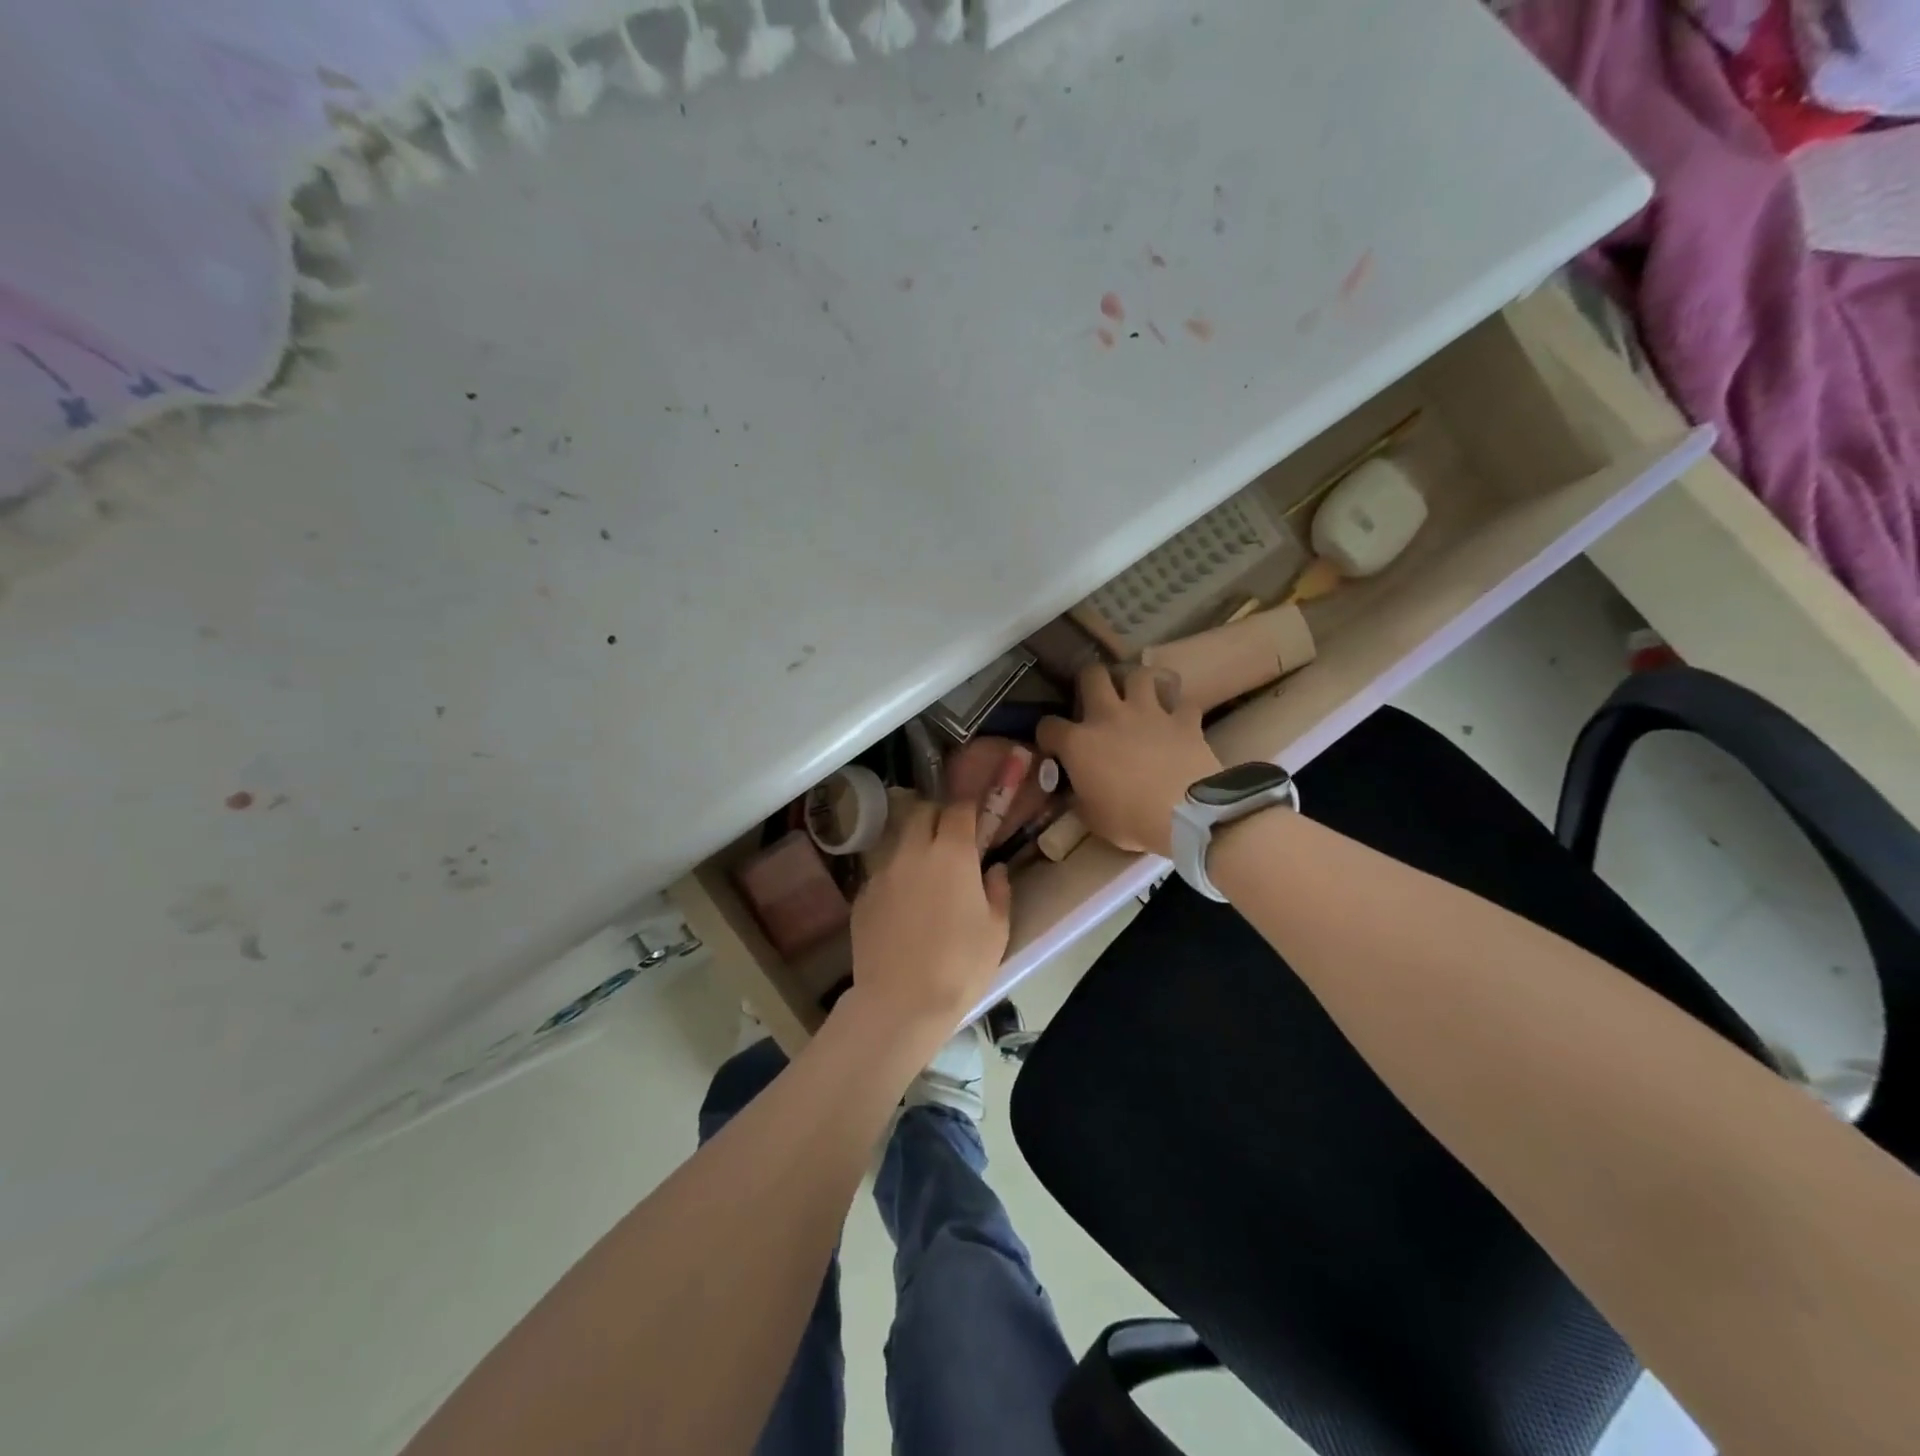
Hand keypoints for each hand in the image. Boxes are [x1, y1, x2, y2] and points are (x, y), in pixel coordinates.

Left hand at [849, 798, 1011, 1034]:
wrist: (901, 1002)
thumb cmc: (961, 965)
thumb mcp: (996, 930)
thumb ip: (998, 891)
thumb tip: (994, 869)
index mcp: (951, 853)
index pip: (958, 809)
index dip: (968, 808)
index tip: (975, 817)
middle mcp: (912, 851)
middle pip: (920, 813)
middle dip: (936, 816)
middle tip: (949, 838)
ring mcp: (882, 872)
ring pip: (897, 841)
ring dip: (913, 844)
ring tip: (924, 870)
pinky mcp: (862, 896)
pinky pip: (881, 872)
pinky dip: (895, 876)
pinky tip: (903, 903)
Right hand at [1038, 663, 1221, 857]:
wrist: (1185, 817)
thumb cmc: (1130, 821)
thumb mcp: (1091, 817)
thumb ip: (1079, 796)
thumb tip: (1076, 791)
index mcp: (1079, 743)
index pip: (1049, 726)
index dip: (1048, 735)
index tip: (1054, 746)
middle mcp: (1109, 716)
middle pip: (1092, 675)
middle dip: (1090, 681)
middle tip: (1095, 698)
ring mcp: (1149, 712)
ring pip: (1139, 675)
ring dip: (1136, 685)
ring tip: (1138, 698)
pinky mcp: (1184, 720)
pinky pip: (1181, 702)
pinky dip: (1178, 709)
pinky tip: (1176, 719)